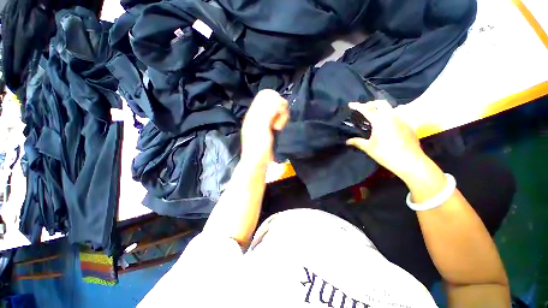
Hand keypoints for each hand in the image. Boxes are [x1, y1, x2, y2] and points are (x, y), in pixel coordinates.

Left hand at [241, 89, 288, 167]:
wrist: (258, 162)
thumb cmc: (258, 146)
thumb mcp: (261, 128)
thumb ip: (268, 112)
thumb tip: (278, 100)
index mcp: (254, 112)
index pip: (265, 94)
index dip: (274, 99)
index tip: (277, 112)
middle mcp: (260, 114)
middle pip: (274, 100)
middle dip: (280, 109)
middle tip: (277, 123)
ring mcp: (267, 121)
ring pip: (279, 109)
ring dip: (282, 116)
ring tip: (278, 128)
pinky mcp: (272, 127)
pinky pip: (280, 118)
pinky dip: (282, 121)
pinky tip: (280, 129)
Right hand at [346, 100, 426, 179]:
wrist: (410, 161)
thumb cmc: (386, 154)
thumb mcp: (369, 148)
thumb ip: (357, 142)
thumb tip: (347, 141)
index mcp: (380, 121)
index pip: (366, 110)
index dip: (357, 106)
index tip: (350, 104)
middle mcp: (391, 116)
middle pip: (381, 104)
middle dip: (371, 103)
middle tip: (363, 108)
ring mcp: (401, 120)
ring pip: (390, 108)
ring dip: (380, 109)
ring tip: (374, 115)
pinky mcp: (408, 125)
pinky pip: (397, 115)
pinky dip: (388, 116)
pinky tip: (385, 125)